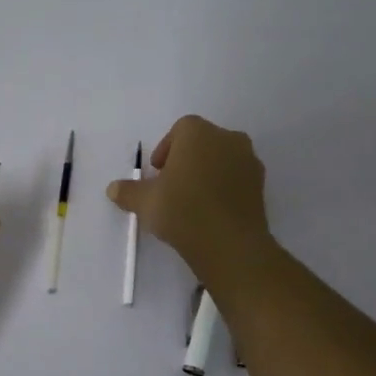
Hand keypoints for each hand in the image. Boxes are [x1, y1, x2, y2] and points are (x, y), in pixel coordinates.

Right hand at [107, 115, 277, 286]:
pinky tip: (211, 211)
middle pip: (203, 142)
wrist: (230, 245)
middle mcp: (227, 138)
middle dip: (187, 159)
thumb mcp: (145, 202)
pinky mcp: (261, 186)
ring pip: (222, 159)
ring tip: (192, 201)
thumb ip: (128, 191)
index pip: (179, 130)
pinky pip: (236, 179)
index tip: (157, 173)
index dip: (166, 149)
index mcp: (198, 132)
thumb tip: (113, 189)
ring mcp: (248, 161)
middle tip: (172, 185)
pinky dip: (224, 188)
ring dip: (207, 172)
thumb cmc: (182, 210)